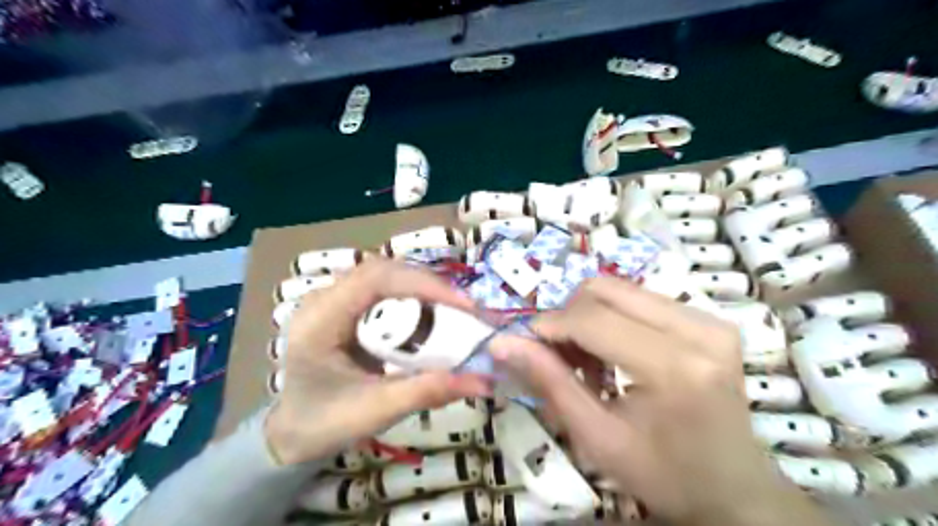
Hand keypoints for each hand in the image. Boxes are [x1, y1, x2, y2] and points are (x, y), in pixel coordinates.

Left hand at [263, 258, 490, 464]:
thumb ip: (429, 392)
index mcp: (320, 320)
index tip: (464, 306)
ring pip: (386, 275)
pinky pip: (384, 289)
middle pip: (384, 271)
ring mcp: (333, 299)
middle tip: (466, 309)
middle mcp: (323, 299)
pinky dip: (413, 297)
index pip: (375, 279)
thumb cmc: (325, 424)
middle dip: (429, 285)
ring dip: (423, 288)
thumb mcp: (378, 411)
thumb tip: (485, 380)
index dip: (423, 284)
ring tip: (455, 309)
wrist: (292, 434)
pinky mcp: (345, 306)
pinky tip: (431, 313)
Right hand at [492, 280, 835, 525]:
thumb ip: (549, 383)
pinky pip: (639, 298)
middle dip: (567, 318)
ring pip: (619, 289)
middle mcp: (699, 330)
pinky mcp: (710, 318)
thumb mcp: (596, 438)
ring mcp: (710, 319)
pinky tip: (614, 353)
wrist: (735, 490)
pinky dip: (612, 318)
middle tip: (562, 359)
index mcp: (674, 368)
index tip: (524, 345)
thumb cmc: (663, 475)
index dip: (548, 326)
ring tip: (589, 361)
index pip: (592, 319)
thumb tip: (502, 342)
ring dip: (589, 317)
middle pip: (603, 290)